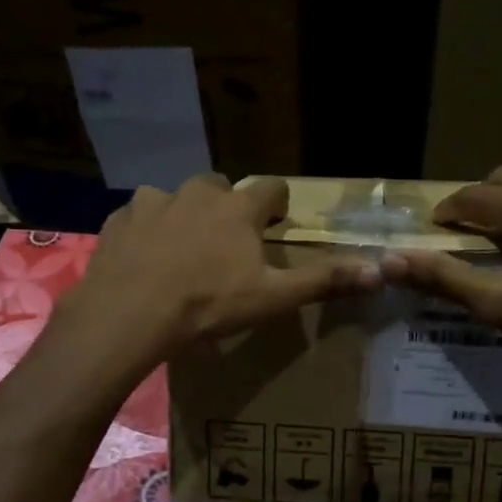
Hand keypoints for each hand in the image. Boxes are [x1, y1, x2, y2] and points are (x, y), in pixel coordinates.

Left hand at [55, 175, 380, 376]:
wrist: (129, 314)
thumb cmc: (208, 305)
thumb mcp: (272, 298)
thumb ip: (324, 281)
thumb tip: (380, 270)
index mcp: (238, 209)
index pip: (270, 188)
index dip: (277, 204)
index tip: (276, 222)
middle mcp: (197, 193)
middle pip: (220, 187)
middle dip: (227, 208)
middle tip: (227, 243)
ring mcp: (153, 203)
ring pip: (176, 199)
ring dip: (183, 216)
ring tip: (181, 252)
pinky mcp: (120, 220)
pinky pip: (139, 217)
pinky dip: (147, 231)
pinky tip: (144, 260)